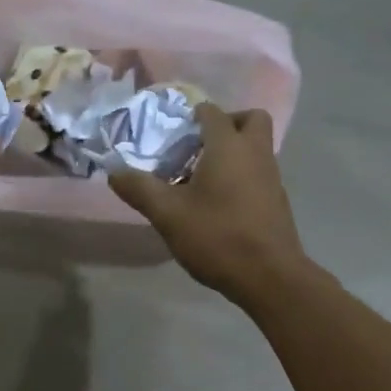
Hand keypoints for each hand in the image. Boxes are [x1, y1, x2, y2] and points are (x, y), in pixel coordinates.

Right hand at [108, 104, 308, 306]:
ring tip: (199, 180)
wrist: (270, 277)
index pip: (212, 112)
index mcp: (229, 147)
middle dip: (225, 124)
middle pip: (249, 119)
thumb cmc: (217, 236)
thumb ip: (139, 189)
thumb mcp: (168, 214)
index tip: (170, 133)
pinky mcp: (277, 201)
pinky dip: (240, 176)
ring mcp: (272, 178)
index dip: (190, 116)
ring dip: (231, 153)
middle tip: (197, 147)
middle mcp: (255, 154)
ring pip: (255, 148)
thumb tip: (114, 171)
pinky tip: (216, 205)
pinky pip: (258, 173)